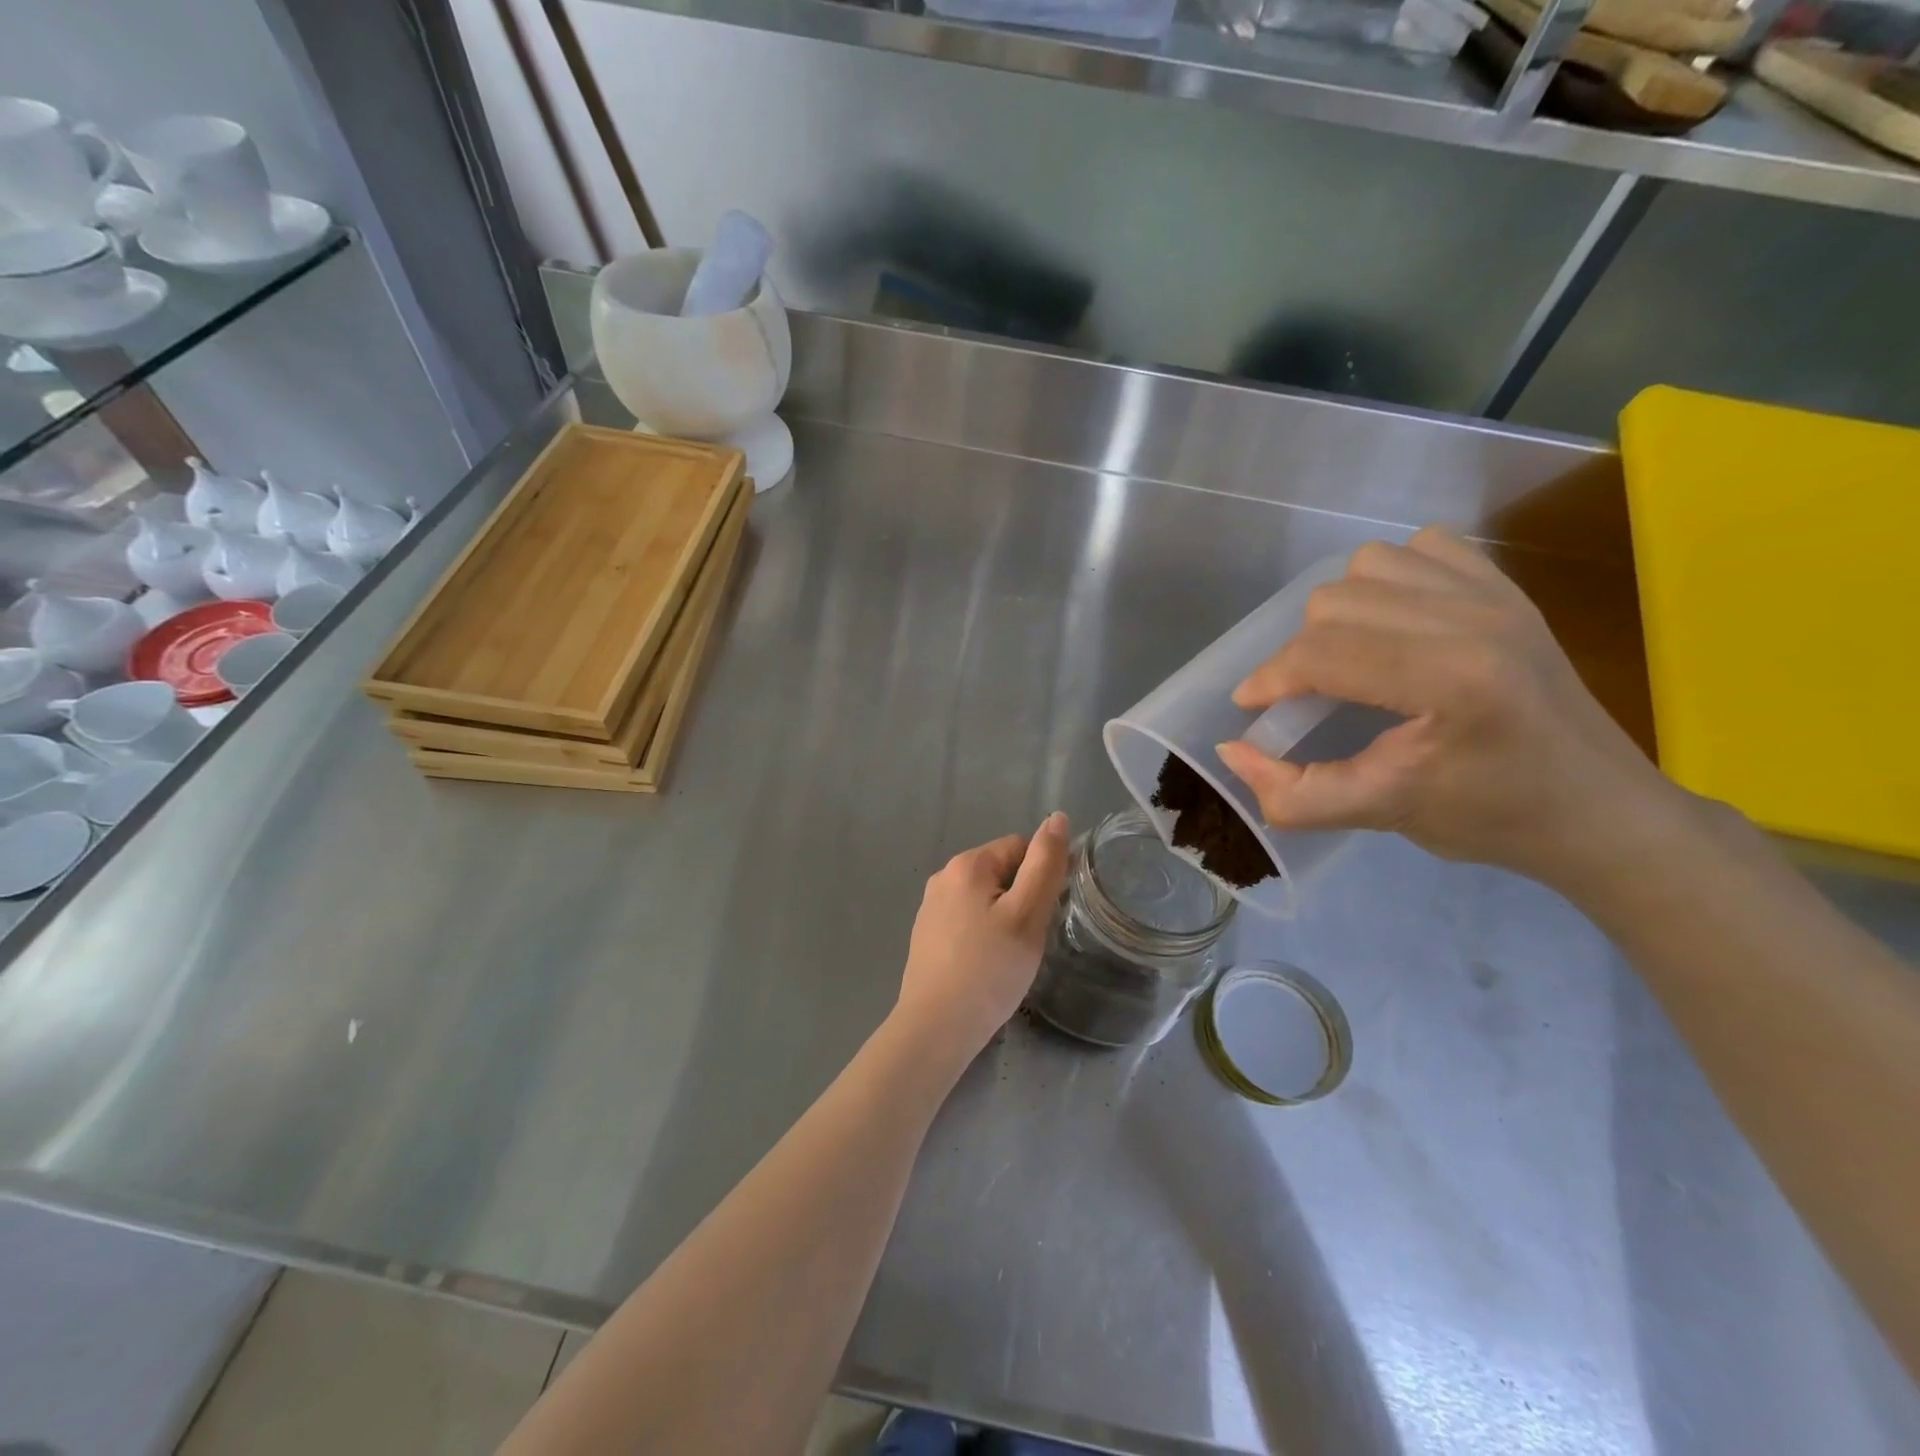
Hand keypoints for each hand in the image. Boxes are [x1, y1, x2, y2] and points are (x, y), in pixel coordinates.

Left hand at [894, 814, 1071, 1063]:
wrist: (936, 1028)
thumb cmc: (989, 969)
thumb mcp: (1027, 914)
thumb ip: (1045, 864)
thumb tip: (1057, 818)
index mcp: (967, 864)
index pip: (1020, 847)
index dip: (1041, 877)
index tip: (1046, 915)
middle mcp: (943, 877)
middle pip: (1001, 872)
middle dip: (1022, 899)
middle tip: (1029, 940)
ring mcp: (930, 907)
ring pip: (985, 899)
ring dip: (1005, 919)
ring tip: (1010, 956)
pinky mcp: (926, 935)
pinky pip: (967, 921)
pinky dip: (983, 936)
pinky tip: (987, 966)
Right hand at [1215, 528, 1681, 889]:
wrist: (1599, 809)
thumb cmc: (1492, 818)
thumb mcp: (1382, 815)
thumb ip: (1295, 794)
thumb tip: (1231, 751)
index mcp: (1450, 679)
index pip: (1323, 653)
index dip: (1270, 680)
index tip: (1252, 709)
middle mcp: (1472, 618)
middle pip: (1334, 602)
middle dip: (1300, 653)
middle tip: (1307, 697)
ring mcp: (1495, 594)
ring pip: (1368, 564)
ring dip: (1340, 611)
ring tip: (1348, 657)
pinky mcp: (1506, 587)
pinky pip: (1420, 548)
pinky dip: (1388, 578)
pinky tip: (1394, 624)